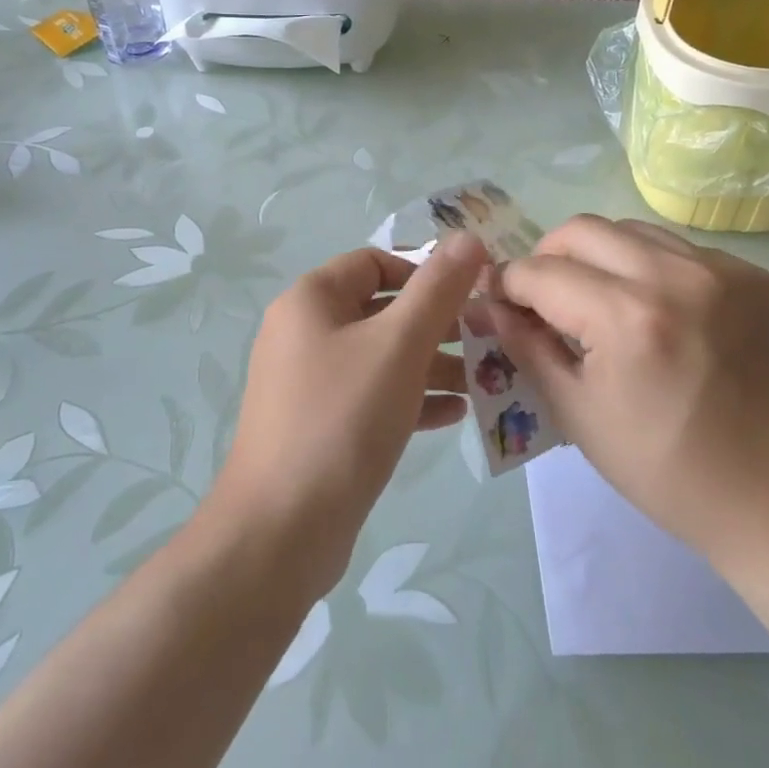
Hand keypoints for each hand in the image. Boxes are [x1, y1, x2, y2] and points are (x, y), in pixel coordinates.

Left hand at [211, 237, 488, 600]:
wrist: (281, 530)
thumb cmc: (342, 419)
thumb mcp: (398, 345)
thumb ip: (437, 288)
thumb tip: (469, 237)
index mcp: (312, 300)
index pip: (375, 262)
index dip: (425, 272)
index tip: (471, 297)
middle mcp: (304, 333)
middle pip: (381, 309)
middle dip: (436, 323)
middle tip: (486, 340)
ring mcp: (309, 382)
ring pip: (381, 356)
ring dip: (430, 363)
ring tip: (482, 380)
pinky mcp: (320, 425)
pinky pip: (372, 396)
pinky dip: (411, 398)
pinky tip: (454, 414)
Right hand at [494, 217, 768, 575]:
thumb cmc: (665, 470)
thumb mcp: (577, 413)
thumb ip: (525, 346)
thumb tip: (486, 305)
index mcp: (627, 318)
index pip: (540, 272)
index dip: (508, 285)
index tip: (499, 303)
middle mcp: (675, 276)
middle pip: (581, 230)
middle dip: (548, 258)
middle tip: (546, 300)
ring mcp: (723, 269)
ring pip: (631, 230)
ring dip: (599, 257)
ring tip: (600, 302)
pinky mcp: (754, 275)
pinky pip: (678, 249)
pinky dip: (650, 268)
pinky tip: (657, 312)